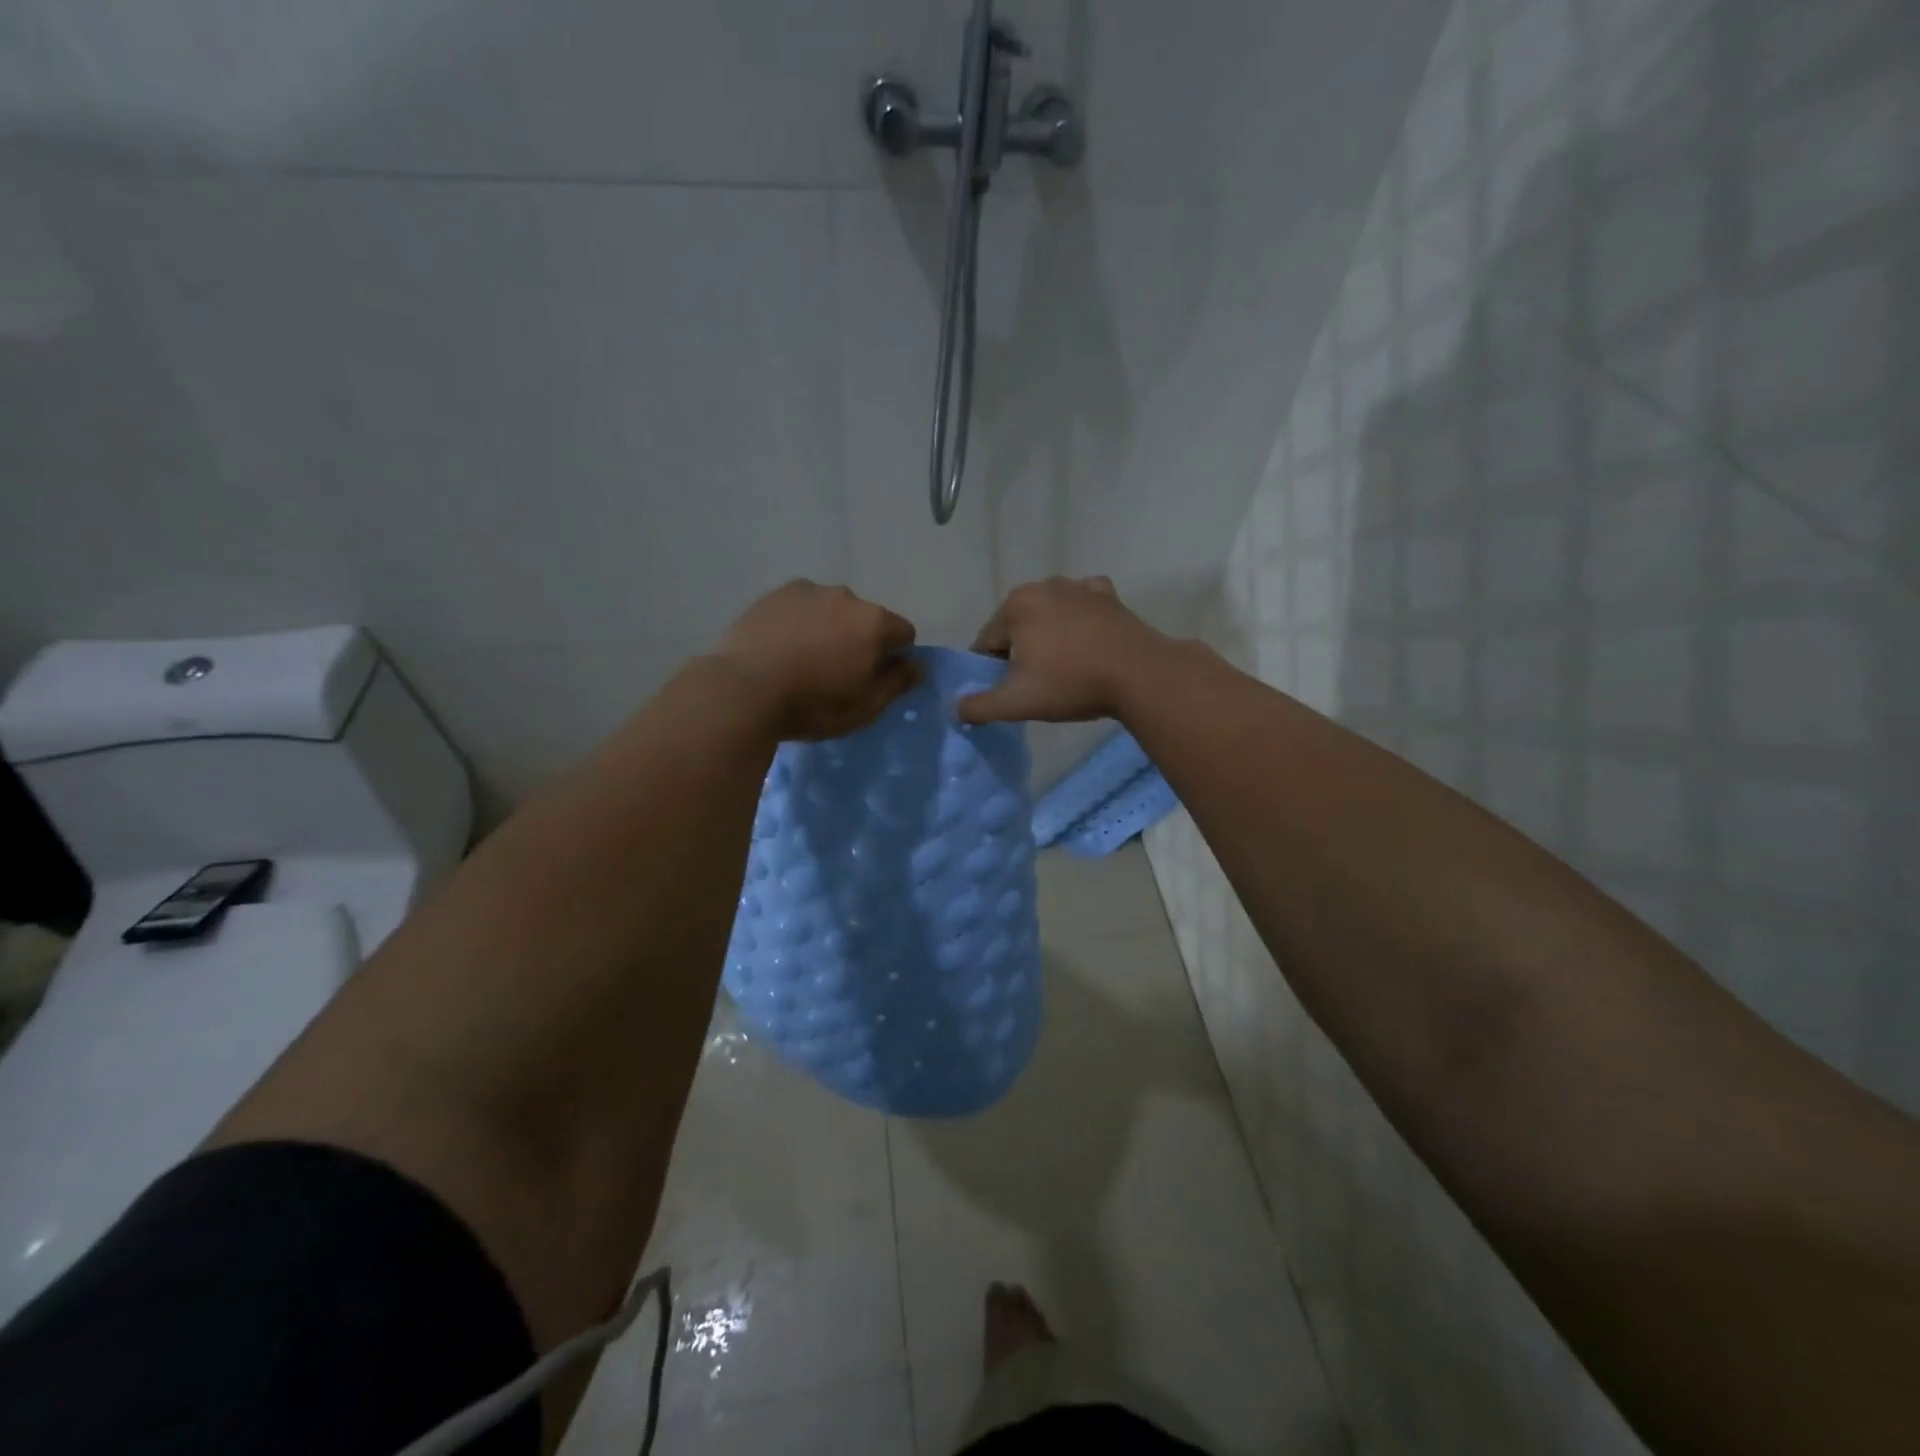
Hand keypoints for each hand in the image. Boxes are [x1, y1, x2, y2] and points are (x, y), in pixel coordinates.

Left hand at [713, 581, 918, 739]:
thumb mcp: (865, 707)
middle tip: (835, 672)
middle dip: (859, 639)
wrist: (743, 690)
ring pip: (831, 609)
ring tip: (803, 659)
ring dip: (828, 628)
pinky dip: (799, 622)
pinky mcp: (774, 594)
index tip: (874, 678)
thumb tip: (916, 665)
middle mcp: (846, 596)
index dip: (895, 656)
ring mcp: (807, 591)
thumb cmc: (813, 704)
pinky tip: (781, 647)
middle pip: (866, 618)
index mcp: (874, 622)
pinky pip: (800, 607)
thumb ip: (897, 683)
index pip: (904, 633)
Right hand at [958, 576, 1165, 723]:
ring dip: (1049, 637)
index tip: (1010, 691)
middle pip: (1017, 625)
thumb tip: (955, 709)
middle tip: (1039, 683)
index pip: (987, 642)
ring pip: (1049, 615)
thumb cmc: (1072, 683)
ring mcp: (1079, 586)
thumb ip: (979, 706)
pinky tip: (1087, 643)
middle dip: (1021, 651)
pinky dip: (1079, 621)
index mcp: (1016, 605)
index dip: (992, 670)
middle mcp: (1044, 585)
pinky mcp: (1109, 595)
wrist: (1140, 674)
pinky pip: (1082, 607)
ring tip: (1065, 668)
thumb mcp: (1017, 702)